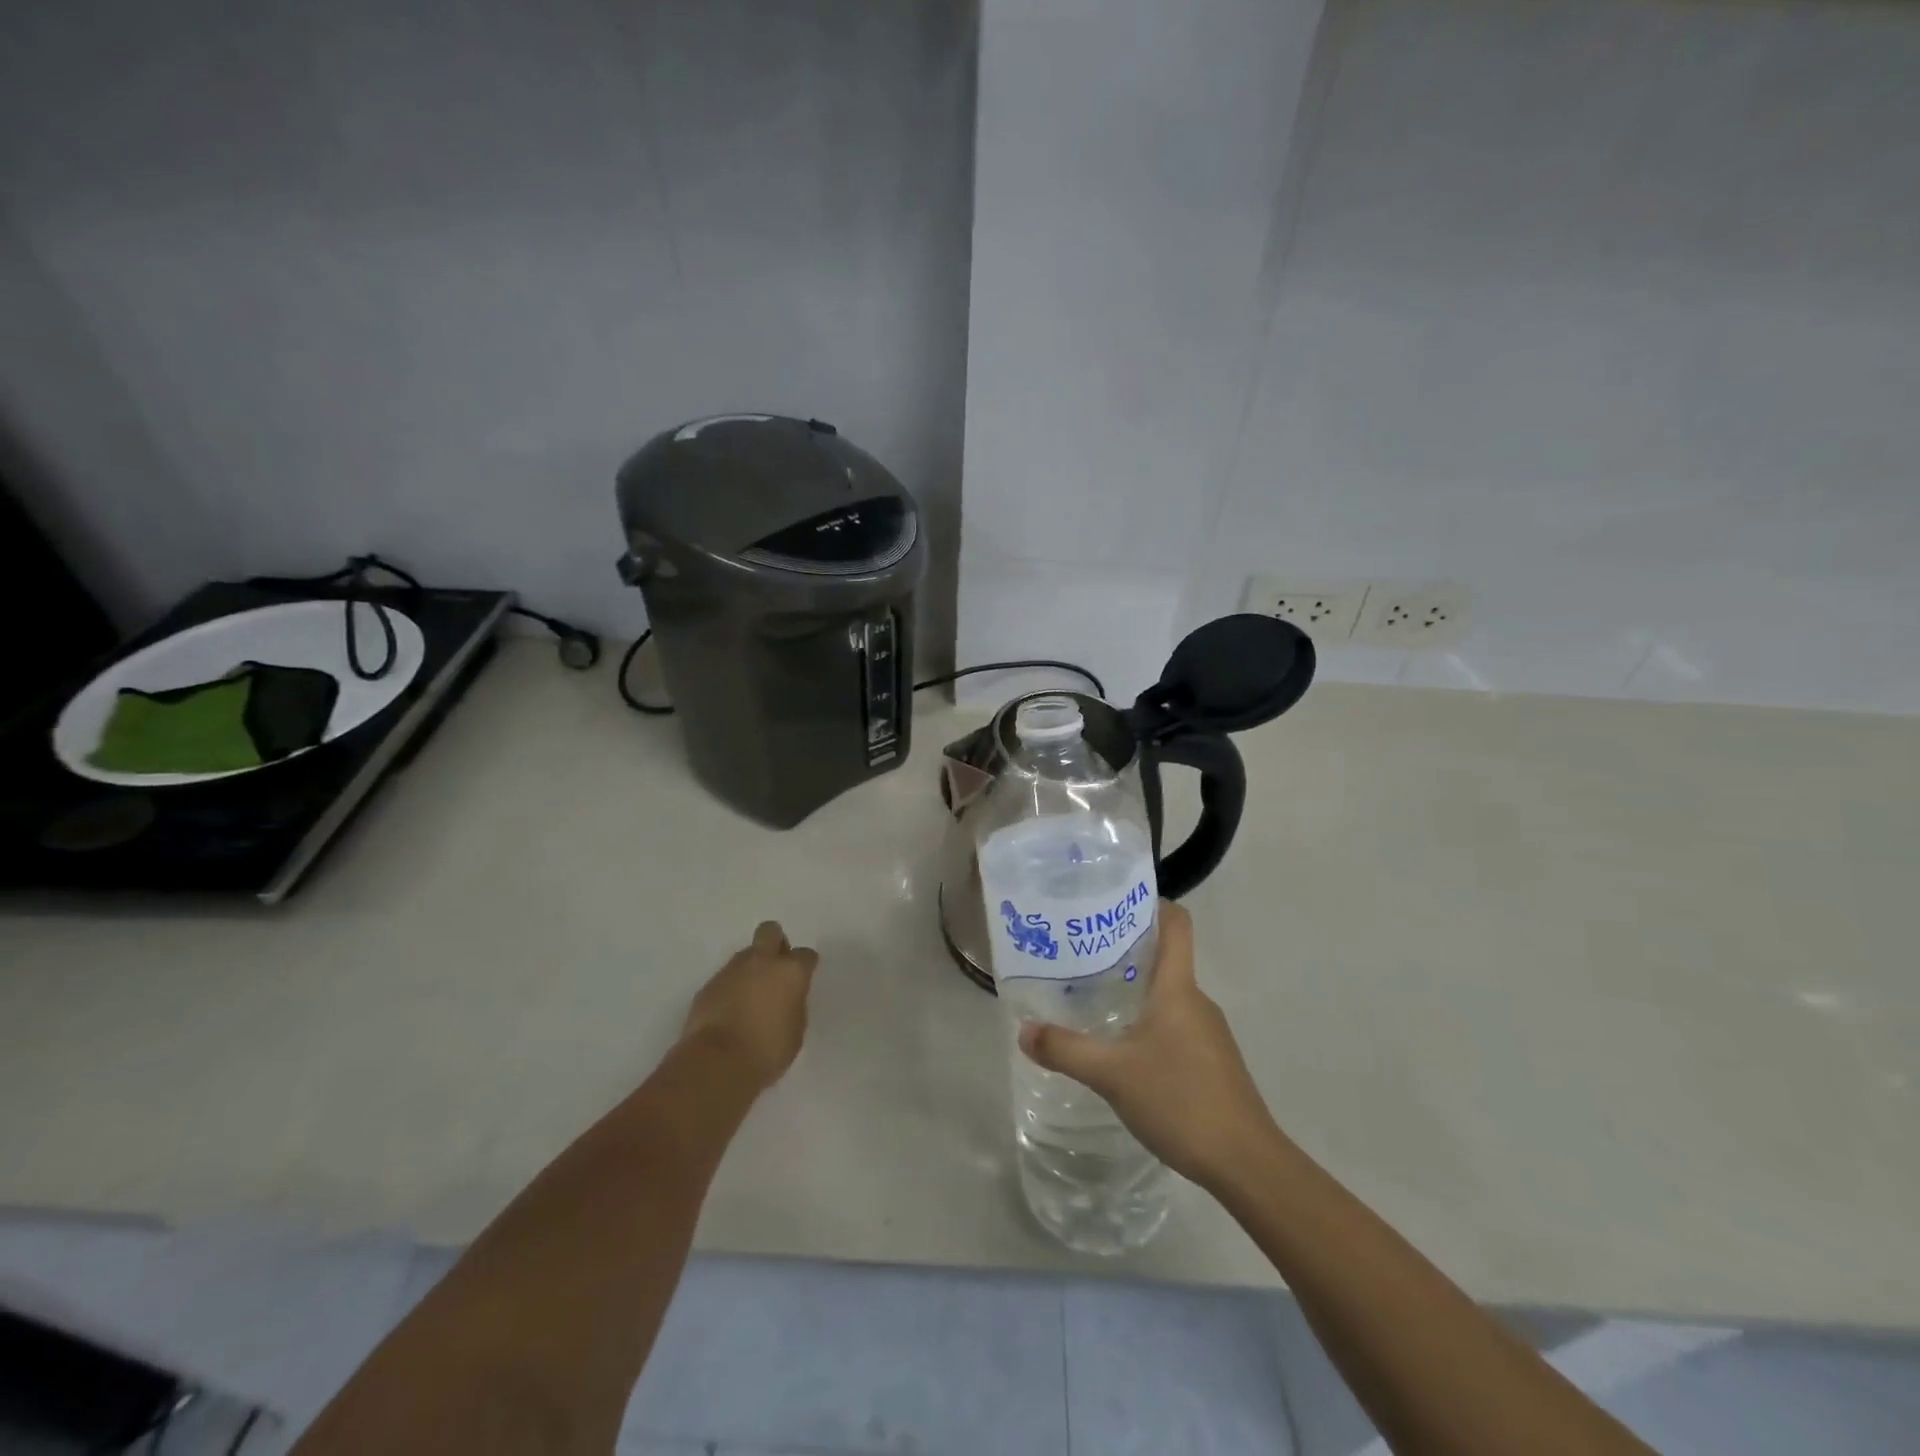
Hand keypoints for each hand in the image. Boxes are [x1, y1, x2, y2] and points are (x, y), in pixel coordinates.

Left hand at [682, 921, 819, 1090]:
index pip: (805, 955)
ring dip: (750, 969)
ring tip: (750, 997)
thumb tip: (786, 999)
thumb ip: (793, 1005)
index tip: (803, 980)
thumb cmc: (767, 1051)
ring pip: (745, 955)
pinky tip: (730, 1011)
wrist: (716, 1063)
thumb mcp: (795, 1030)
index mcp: (790, 971)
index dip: (805, 966)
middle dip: (775, 943)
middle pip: (770, 932)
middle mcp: (761, 962)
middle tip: (775, 969)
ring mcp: (731, 971)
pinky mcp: (708, 985)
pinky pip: (725, 978)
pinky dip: (730, 988)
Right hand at [1018, 902, 1278, 1190]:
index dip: (1150, 903)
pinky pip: (1174, 1025)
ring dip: (1134, 990)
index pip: (1176, 923)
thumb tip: (1024, 1030)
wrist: (1246, 1163)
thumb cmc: (1181, 1100)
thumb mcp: (1112, 1074)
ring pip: (1167, 995)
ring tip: (1091, 999)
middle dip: (1124, 950)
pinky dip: (1147, 1023)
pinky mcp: (1210, 1061)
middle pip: (1164, 957)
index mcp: (1177, 988)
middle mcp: (1196, 1000)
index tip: (1113, 902)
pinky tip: (1121, 1048)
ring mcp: (1207, 1032)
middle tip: (1080, 955)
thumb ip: (1066, 1049)